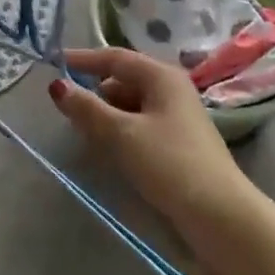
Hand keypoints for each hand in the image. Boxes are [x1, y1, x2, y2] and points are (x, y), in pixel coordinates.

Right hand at [51, 47, 253, 244]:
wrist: (220, 217)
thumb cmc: (169, 163)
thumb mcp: (121, 134)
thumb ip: (87, 109)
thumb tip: (56, 86)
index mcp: (161, 76)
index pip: (115, 57)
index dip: (83, 60)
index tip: (54, 64)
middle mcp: (171, 89)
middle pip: (123, 81)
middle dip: (94, 93)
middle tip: (67, 110)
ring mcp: (177, 117)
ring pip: (130, 105)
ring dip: (107, 115)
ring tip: (84, 134)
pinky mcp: (177, 143)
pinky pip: (140, 125)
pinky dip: (120, 131)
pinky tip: (109, 150)